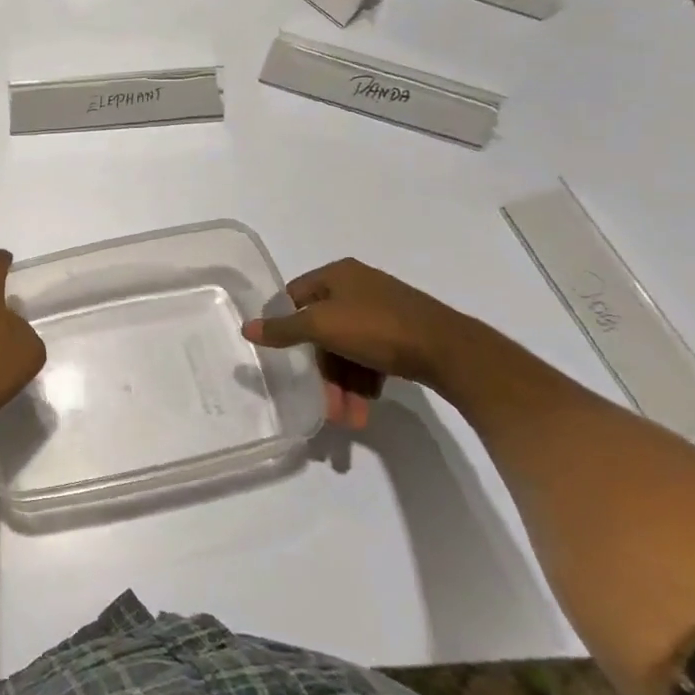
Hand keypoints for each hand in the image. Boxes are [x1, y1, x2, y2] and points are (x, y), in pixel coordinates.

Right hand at [241, 258, 473, 429]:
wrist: (449, 350)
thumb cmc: (376, 328)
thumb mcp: (321, 326)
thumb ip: (283, 329)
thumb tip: (246, 327)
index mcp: (337, 275)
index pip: (295, 296)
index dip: (284, 324)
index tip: (281, 355)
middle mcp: (358, 287)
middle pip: (324, 330)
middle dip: (322, 372)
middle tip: (323, 404)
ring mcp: (383, 310)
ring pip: (348, 349)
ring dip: (343, 385)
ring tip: (348, 419)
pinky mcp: (404, 334)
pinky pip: (371, 357)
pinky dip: (364, 381)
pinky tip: (366, 406)